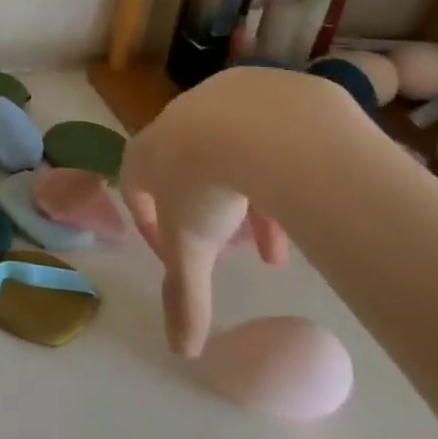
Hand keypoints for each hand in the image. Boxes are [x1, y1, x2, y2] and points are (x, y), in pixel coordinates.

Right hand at [121, 67, 353, 356]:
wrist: (261, 126)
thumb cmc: (206, 184)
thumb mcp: (191, 248)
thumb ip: (184, 296)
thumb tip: (182, 350)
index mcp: (146, 152)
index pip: (135, 186)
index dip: (150, 223)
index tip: (174, 254)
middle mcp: (176, 121)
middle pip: (185, 170)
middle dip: (206, 212)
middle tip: (233, 247)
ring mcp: (219, 99)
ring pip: (229, 152)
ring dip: (247, 197)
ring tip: (279, 243)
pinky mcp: (263, 88)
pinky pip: (267, 132)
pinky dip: (278, 166)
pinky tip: (302, 194)